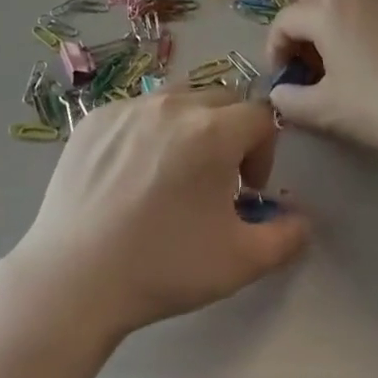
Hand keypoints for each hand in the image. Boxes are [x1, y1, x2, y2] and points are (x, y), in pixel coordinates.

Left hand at [4, 88, 306, 338]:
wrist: (74, 278)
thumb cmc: (163, 267)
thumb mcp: (239, 262)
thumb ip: (285, 237)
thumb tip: (303, 220)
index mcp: (213, 130)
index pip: (259, 116)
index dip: (264, 151)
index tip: (247, 191)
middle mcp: (173, 104)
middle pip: (221, 99)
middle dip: (230, 132)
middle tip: (215, 180)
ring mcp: (130, 105)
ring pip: (178, 99)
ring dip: (190, 126)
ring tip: (172, 173)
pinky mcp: (96, 117)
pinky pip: (136, 111)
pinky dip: (146, 132)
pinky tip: (129, 177)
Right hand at [265, 0, 377, 165]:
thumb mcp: (330, 113)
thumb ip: (293, 101)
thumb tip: (278, 93)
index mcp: (328, 11)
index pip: (285, 20)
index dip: (275, 49)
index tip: (284, 80)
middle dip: (303, 26)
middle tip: (310, 64)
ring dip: (334, 22)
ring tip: (344, 61)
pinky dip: (366, 24)